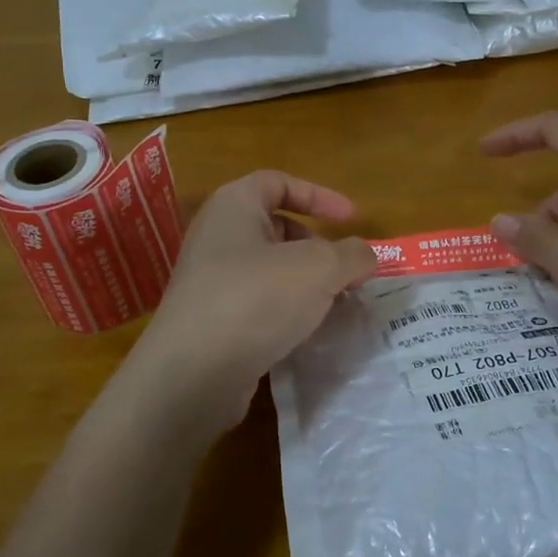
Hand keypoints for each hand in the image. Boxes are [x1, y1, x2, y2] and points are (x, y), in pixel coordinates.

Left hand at [129, 171, 376, 430]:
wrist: (193, 373)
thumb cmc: (256, 299)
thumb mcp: (319, 269)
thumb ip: (351, 255)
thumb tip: (364, 256)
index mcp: (233, 206)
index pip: (278, 182)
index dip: (319, 196)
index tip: (351, 220)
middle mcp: (216, 237)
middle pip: (275, 228)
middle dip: (316, 245)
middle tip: (345, 271)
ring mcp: (210, 281)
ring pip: (268, 270)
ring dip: (305, 282)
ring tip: (335, 304)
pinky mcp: (211, 321)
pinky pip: (257, 303)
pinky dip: (285, 310)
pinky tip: (306, 332)